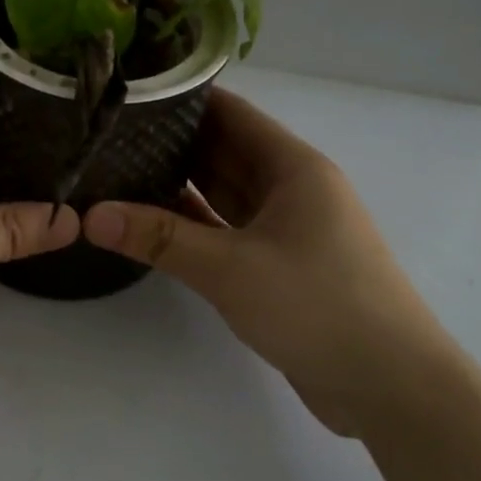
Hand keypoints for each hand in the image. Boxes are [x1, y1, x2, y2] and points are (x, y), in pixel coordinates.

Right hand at [83, 90, 460, 435]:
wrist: (389, 385)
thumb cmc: (316, 306)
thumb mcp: (230, 268)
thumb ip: (159, 238)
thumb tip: (91, 216)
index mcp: (292, 167)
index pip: (230, 113)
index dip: (181, 99)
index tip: (126, 95)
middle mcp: (290, 189)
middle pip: (223, 151)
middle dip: (168, 143)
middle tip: (105, 137)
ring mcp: (286, 229)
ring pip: (222, 194)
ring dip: (177, 186)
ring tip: (116, 173)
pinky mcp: (279, 265)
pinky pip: (226, 232)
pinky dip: (192, 227)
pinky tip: (149, 224)